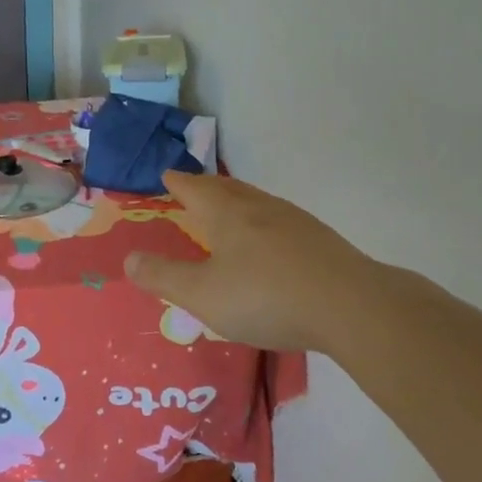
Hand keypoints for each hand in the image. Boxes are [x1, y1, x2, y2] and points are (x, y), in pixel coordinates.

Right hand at [124, 172, 383, 353]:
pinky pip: (278, 219)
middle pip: (225, 188)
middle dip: (204, 186)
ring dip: (235, 200)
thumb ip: (164, 276)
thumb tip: (128, 258)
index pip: (193, 188)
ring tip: (227, 209)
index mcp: (225, 213)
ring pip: (255, 201)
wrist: (352, 306)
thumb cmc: (266, 296)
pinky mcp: (319, 240)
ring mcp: (293, 221)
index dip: (177, 182)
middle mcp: (258, 207)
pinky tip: (270, 241)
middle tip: (191, 186)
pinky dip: (261, 221)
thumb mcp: (203, 294)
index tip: (166, 174)